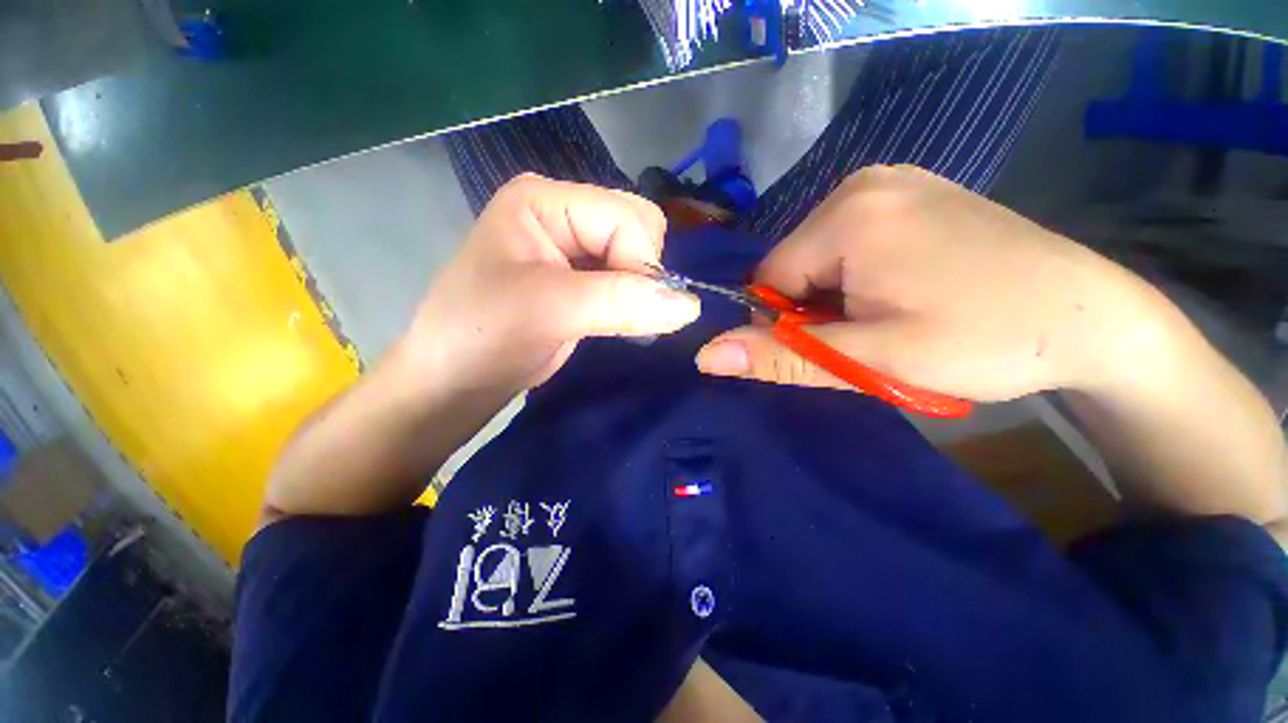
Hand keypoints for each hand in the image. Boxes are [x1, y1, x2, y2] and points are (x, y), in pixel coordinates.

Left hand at [403, 174, 699, 396]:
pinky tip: (615, 320)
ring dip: (640, 290)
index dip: (640, 261)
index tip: (636, 309)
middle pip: (637, 227)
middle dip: (642, 272)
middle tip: (623, 310)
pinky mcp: (581, 280)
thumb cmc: (482, 335)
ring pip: (637, 256)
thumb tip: (690, 306)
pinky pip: (627, 280)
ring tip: (615, 319)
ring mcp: (572, 248)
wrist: (456, 380)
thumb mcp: (546, 311)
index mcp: (545, 200)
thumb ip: (619, 303)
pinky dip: (634, 301)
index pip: (625, 215)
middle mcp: (562, 214)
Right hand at [696, 165, 1159, 401]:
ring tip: (897, 315)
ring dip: (838, 296)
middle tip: (874, 336)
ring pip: (820, 257)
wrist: (1094, 319)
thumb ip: (779, 355)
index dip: (790, 323)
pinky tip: (909, 290)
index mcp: (847, 214)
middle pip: (795, 265)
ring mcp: (892, 182)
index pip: (769, 280)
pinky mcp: (912, 193)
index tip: (839, 345)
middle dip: (817, 309)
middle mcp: (862, 183)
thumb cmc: (984, 341)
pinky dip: (860, 276)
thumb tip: (704, 356)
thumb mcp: (869, 359)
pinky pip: (852, 242)